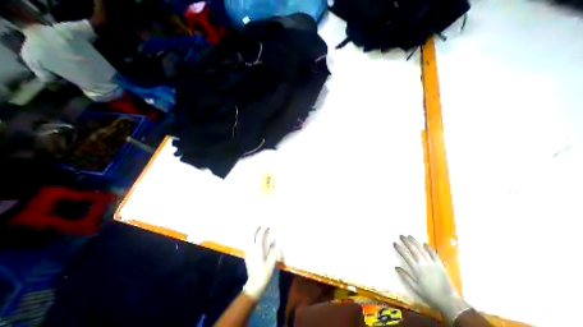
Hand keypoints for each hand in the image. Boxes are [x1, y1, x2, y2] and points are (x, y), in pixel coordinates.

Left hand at [242, 226, 277, 299]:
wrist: (255, 283)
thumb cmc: (265, 272)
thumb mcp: (272, 261)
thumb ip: (273, 250)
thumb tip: (274, 243)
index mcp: (258, 249)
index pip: (259, 236)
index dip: (263, 230)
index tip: (267, 226)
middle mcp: (251, 249)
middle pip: (251, 235)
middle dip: (255, 229)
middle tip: (260, 226)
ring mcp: (248, 252)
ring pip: (248, 239)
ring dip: (252, 233)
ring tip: (257, 231)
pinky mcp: (246, 256)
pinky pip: (248, 243)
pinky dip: (251, 239)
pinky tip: (254, 240)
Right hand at [394, 235, 469, 321]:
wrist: (450, 302)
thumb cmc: (430, 295)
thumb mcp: (415, 287)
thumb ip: (405, 277)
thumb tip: (396, 267)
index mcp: (416, 269)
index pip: (405, 255)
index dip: (399, 248)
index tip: (394, 243)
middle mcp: (423, 264)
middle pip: (413, 249)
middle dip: (406, 242)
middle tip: (401, 236)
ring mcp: (432, 263)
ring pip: (422, 249)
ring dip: (415, 242)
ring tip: (409, 236)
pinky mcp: (440, 265)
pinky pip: (434, 254)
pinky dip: (429, 248)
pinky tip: (424, 243)